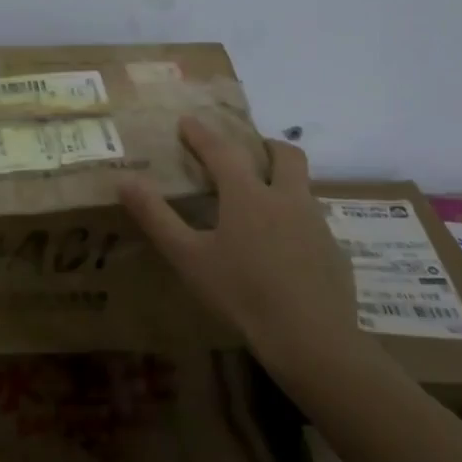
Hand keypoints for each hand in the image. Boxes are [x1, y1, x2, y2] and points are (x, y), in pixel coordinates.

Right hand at [119, 117, 357, 365]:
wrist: (312, 340)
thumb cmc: (242, 294)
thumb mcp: (189, 258)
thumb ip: (157, 218)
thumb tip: (125, 182)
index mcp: (249, 195)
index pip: (222, 150)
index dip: (202, 134)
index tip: (187, 121)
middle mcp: (287, 199)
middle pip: (285, 155)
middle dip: (265, 145)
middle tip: (247, 152)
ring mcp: (317, 225)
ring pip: (303, 188)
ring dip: (284, 183)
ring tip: (263, 204)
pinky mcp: (335, 253)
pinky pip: (315, 224)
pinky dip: (297, 223)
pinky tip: (285, 251)